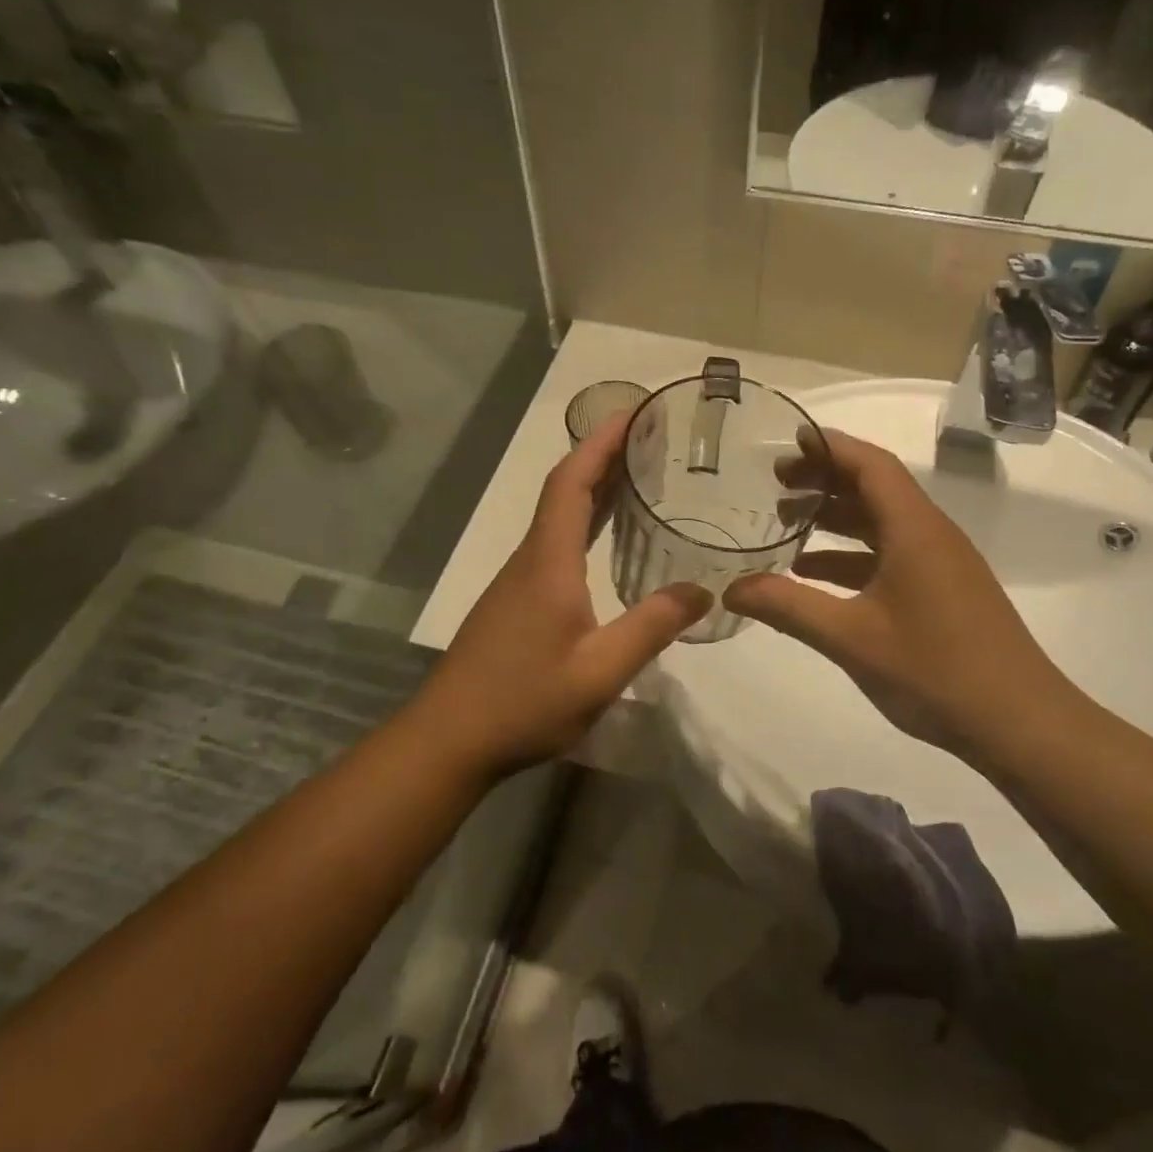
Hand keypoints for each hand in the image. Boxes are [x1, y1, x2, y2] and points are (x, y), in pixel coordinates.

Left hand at [411, 415, 710, 774]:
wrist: (449, 738)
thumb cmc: (523, 701)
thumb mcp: (600, 671)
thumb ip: (652, 627)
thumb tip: (703, 591)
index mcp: (548, 562)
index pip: (572, 483)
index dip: (600, 443)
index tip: (631, 413)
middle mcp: (530, 560)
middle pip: (565, 491)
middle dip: (603, 457)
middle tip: (649, 439)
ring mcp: (518, 581)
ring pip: (557, 518)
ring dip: (594, 490)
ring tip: (638, 477)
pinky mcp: (515, 603)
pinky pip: (554, 544)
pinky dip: (584, 525)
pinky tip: (605, 543)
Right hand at [724, 429, 1078, 767]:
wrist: (1020, 723)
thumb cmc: (935, 671)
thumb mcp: (851, 638)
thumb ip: (789, 608)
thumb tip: (730, 590)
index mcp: (914, 530)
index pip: (871, 465)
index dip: (830, 447)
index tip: (788, 442)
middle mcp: (931, 535)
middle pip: (875, 488)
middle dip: (825, 480)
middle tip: (776, 484)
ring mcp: (941, 564)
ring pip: (882, 523)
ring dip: (837, 518)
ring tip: (786, 522)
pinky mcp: (944, 591)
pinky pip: (891, 555)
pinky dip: (852, 555)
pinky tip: (815, 575)